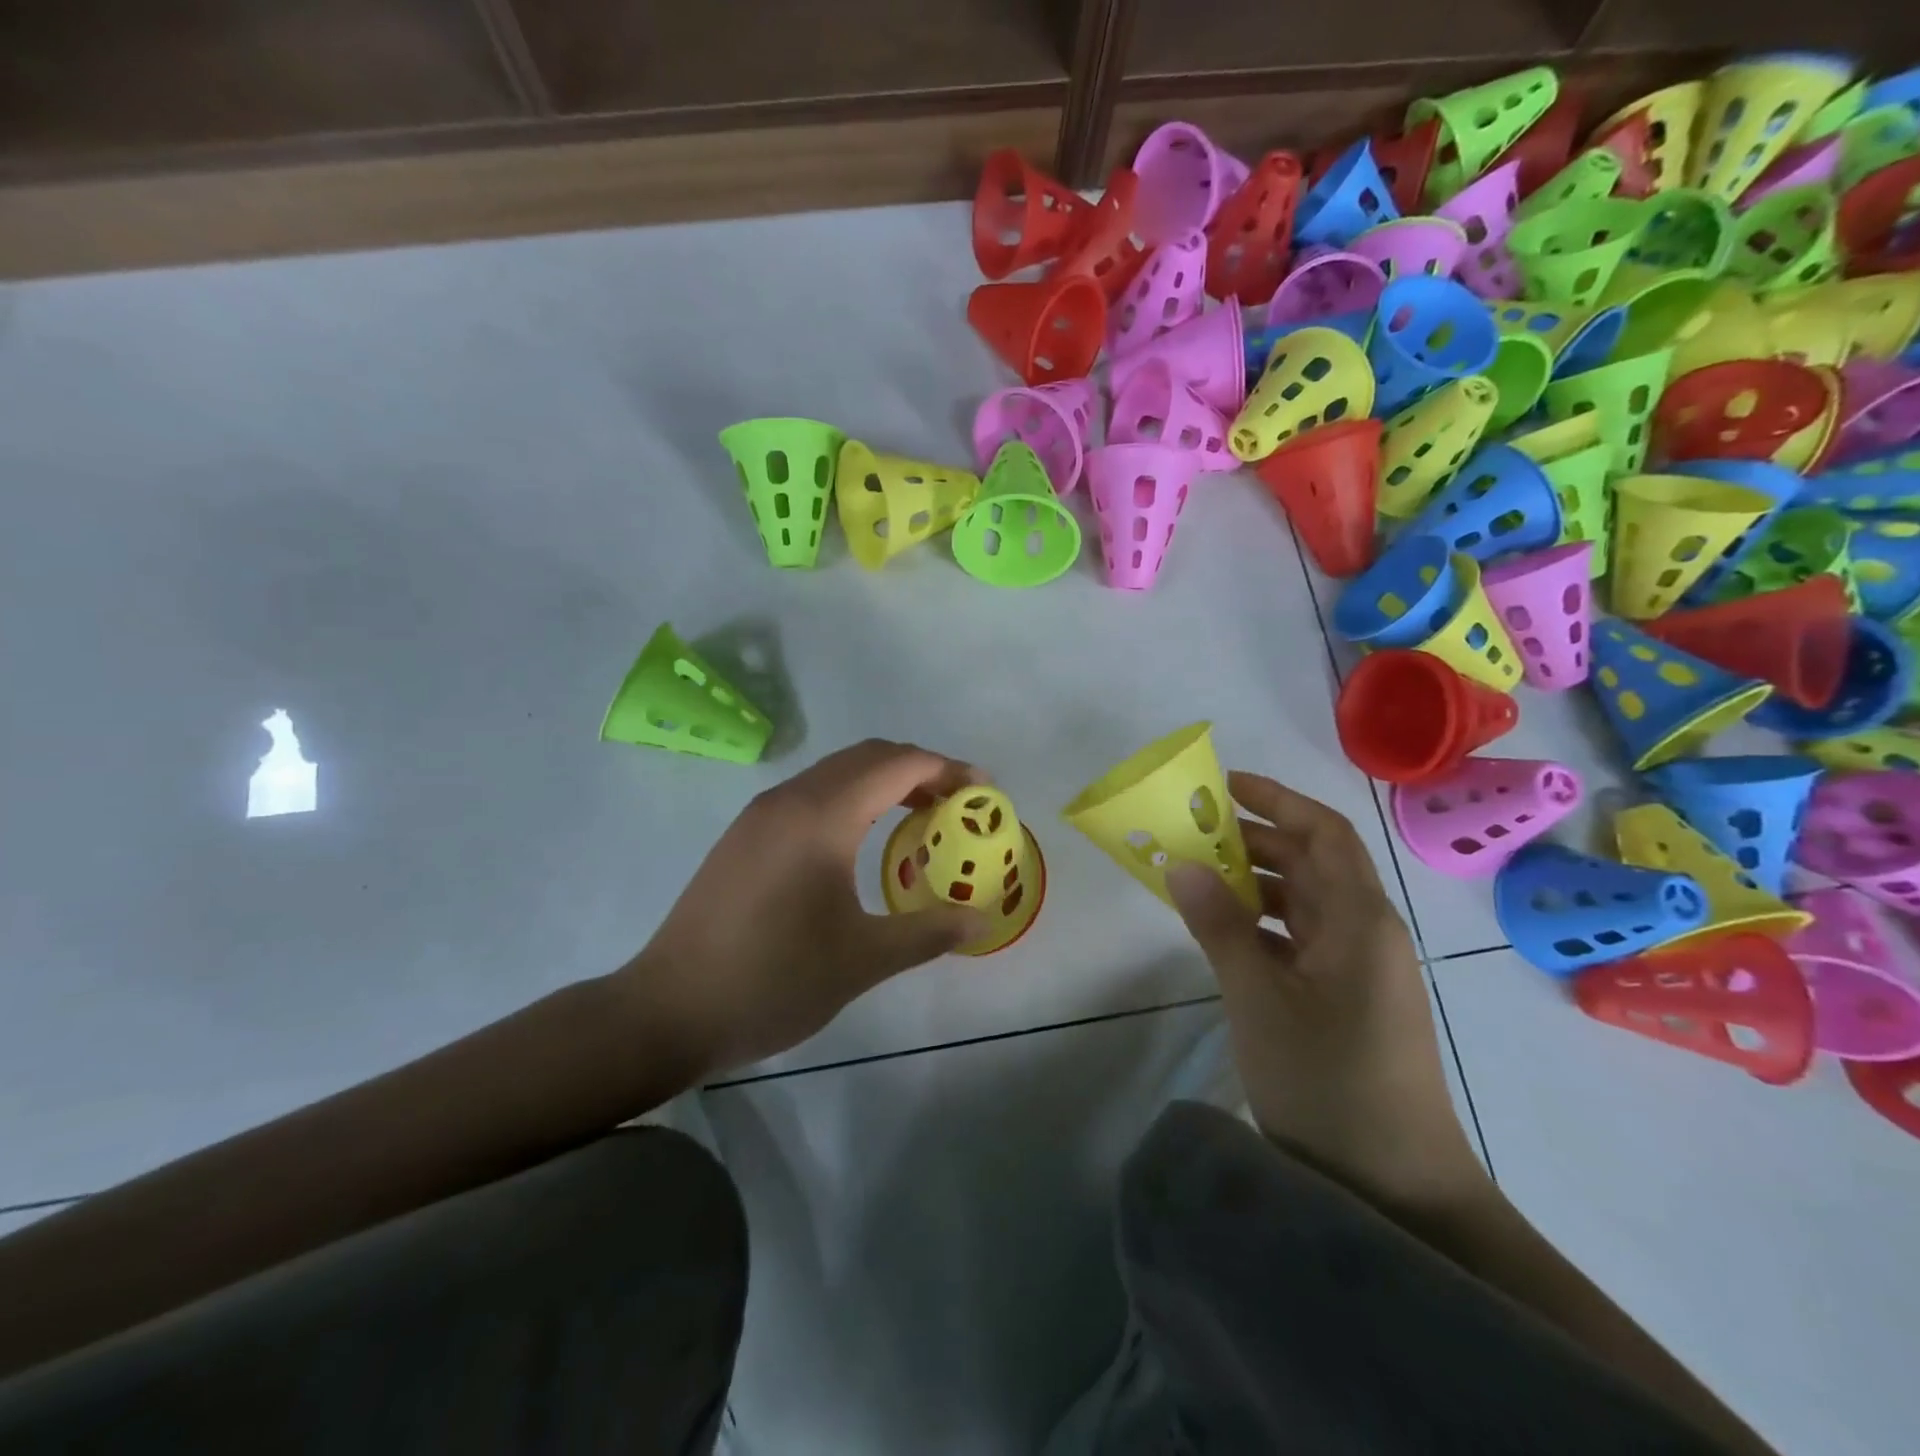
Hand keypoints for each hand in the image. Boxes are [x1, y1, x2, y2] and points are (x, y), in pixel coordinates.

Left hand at [621, 739, 991, 1076]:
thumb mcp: (863, 960)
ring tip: (919, 819)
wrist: (669, 1010)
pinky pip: (812, 793)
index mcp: (822, 816)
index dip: (948, 770)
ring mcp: (761, 814)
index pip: (899, 765)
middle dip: (920, 770)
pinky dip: (852, 798)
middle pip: (868, 756)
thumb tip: (982, 918)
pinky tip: (862, 840)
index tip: (985, 792)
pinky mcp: (745, 835)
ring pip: (836, 772)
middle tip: (958, 805)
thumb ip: (929, 931)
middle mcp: (790, 799)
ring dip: (884, 781)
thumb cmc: (773, 980)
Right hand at [1166, 772, 1488, 1216]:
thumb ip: (1219, 926)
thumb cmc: (1327, 1081)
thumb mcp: (1259, 999)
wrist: (1395, 1185)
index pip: (1324, 833)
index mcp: (1360, 920)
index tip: (1226, 785)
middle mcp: (1367, 932)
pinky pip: (1302, 938)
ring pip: (1305, 902)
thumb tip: (1182, 863)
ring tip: (1197, 876)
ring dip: (1256, 882)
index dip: (1278, 800)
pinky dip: (1263, 923)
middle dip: (1257, 839)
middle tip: (1194, 833)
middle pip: (1314, 863)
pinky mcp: (1348, 998)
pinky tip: (1223, 931)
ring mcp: (1360, 968)